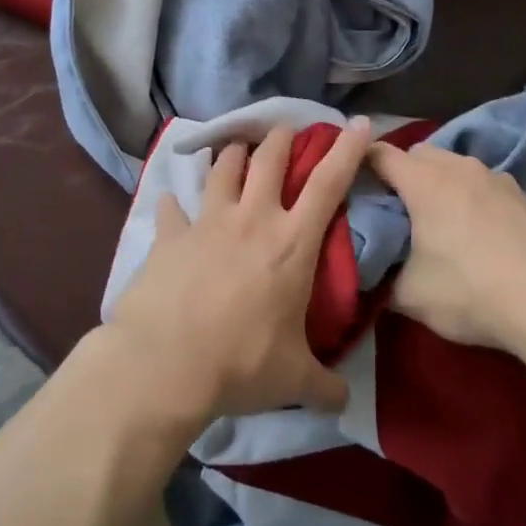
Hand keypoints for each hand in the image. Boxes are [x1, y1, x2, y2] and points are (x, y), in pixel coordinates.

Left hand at [106, 120, 371, 422]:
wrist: (166, 364)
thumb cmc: (241, 363)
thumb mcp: (293, 380)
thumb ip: (324, 386)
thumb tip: (344, 401)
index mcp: (291, 243)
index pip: (329, 183)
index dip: (347, 150)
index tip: (359, 123)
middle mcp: (252, 219)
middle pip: (270, 159)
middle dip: (281, 138)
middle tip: (285, 130)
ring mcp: (207, 222)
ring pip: (223, 168)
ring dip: (232, 154)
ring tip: (236, 148)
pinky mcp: (169, 235)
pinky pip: (172, 207)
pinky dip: (174, 203)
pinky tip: (171, 202)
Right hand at [366, 141, 525, 350]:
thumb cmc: (470, 291)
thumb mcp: (410, 295)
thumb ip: (381, 276)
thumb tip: (369, 272)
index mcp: (423, 181)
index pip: (379, 154)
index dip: (360, 164)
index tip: (352, 184)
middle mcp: (458, 167)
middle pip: (419, 154)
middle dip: (402, 173)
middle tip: (395, 209)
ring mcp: (495, 177)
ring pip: (454, 166)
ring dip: (439, 182)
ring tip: (437, 219)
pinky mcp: (522, 194)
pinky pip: (482, 183)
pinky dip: (470, 196)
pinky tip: (477, 230)